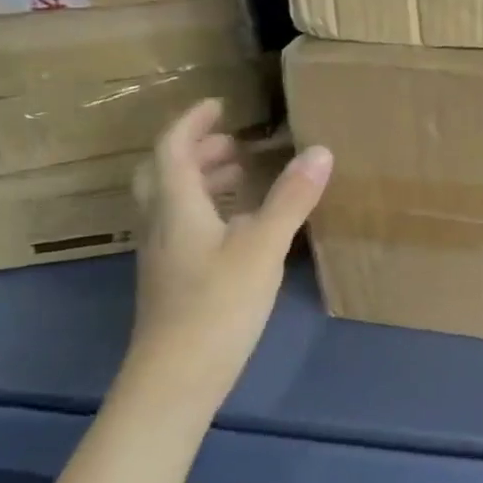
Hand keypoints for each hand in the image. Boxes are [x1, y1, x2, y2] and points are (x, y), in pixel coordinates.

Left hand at [124, 99, 333, 415]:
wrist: (176, 378)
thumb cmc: (217, 304)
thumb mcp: (263, 246)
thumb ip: (291, 198)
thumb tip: (320, 150)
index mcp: (177, 207)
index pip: (172, 149)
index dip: (193, 122)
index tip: (220, 104)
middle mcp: (162, 225)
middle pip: (164, 174)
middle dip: (195, 149)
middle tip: (232, 140)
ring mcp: (164, 255)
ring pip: (173, 202)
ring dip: (201, 178)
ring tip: (240, 173)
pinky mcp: (174, 279)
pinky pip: (184, 225)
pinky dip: (208, 208)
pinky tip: (239, 225)